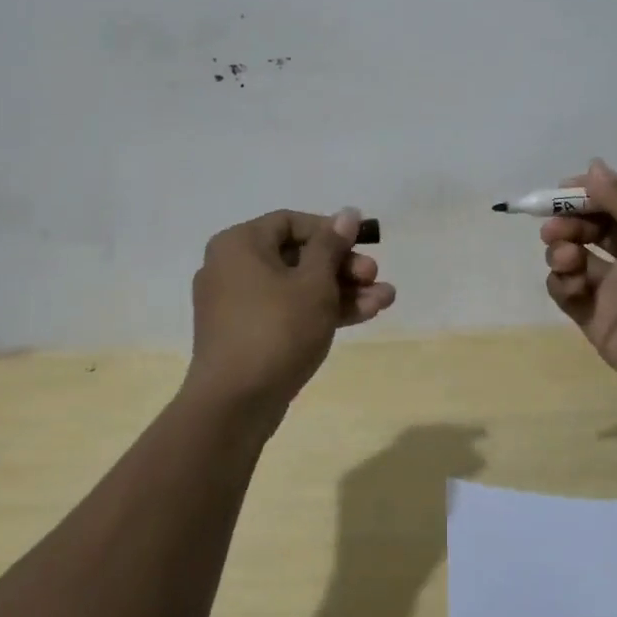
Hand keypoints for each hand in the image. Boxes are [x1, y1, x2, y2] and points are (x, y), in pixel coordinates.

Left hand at [188, 207, 395, 411]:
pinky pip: (287, 311)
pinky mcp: (248, 335)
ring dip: (342, 291)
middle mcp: (232, 267)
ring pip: (298, 287)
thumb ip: (332, 246)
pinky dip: (321, 311)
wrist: (235, 404)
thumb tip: (347, 212)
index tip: (362, 243)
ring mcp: (238, 304)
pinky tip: (365, 315)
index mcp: (239, 244)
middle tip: (375, 276)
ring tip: (385, 299)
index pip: (291, 222)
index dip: (331, 230)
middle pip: (297, 255)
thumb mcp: (314, 283)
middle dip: (343, 266)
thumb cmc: (276, 329)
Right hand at [542, 160, 616, 408]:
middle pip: (589, 229)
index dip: (588, 195)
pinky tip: (570, 283)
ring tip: (567, 256)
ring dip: (561, 250)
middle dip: (568, 222)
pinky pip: (567, 293)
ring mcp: (614, 290)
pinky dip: (561, 282)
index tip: (562, 190)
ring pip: (573, 259)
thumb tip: (593, 165)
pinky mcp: (597, 320)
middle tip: (555, 227)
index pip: (615, 204)